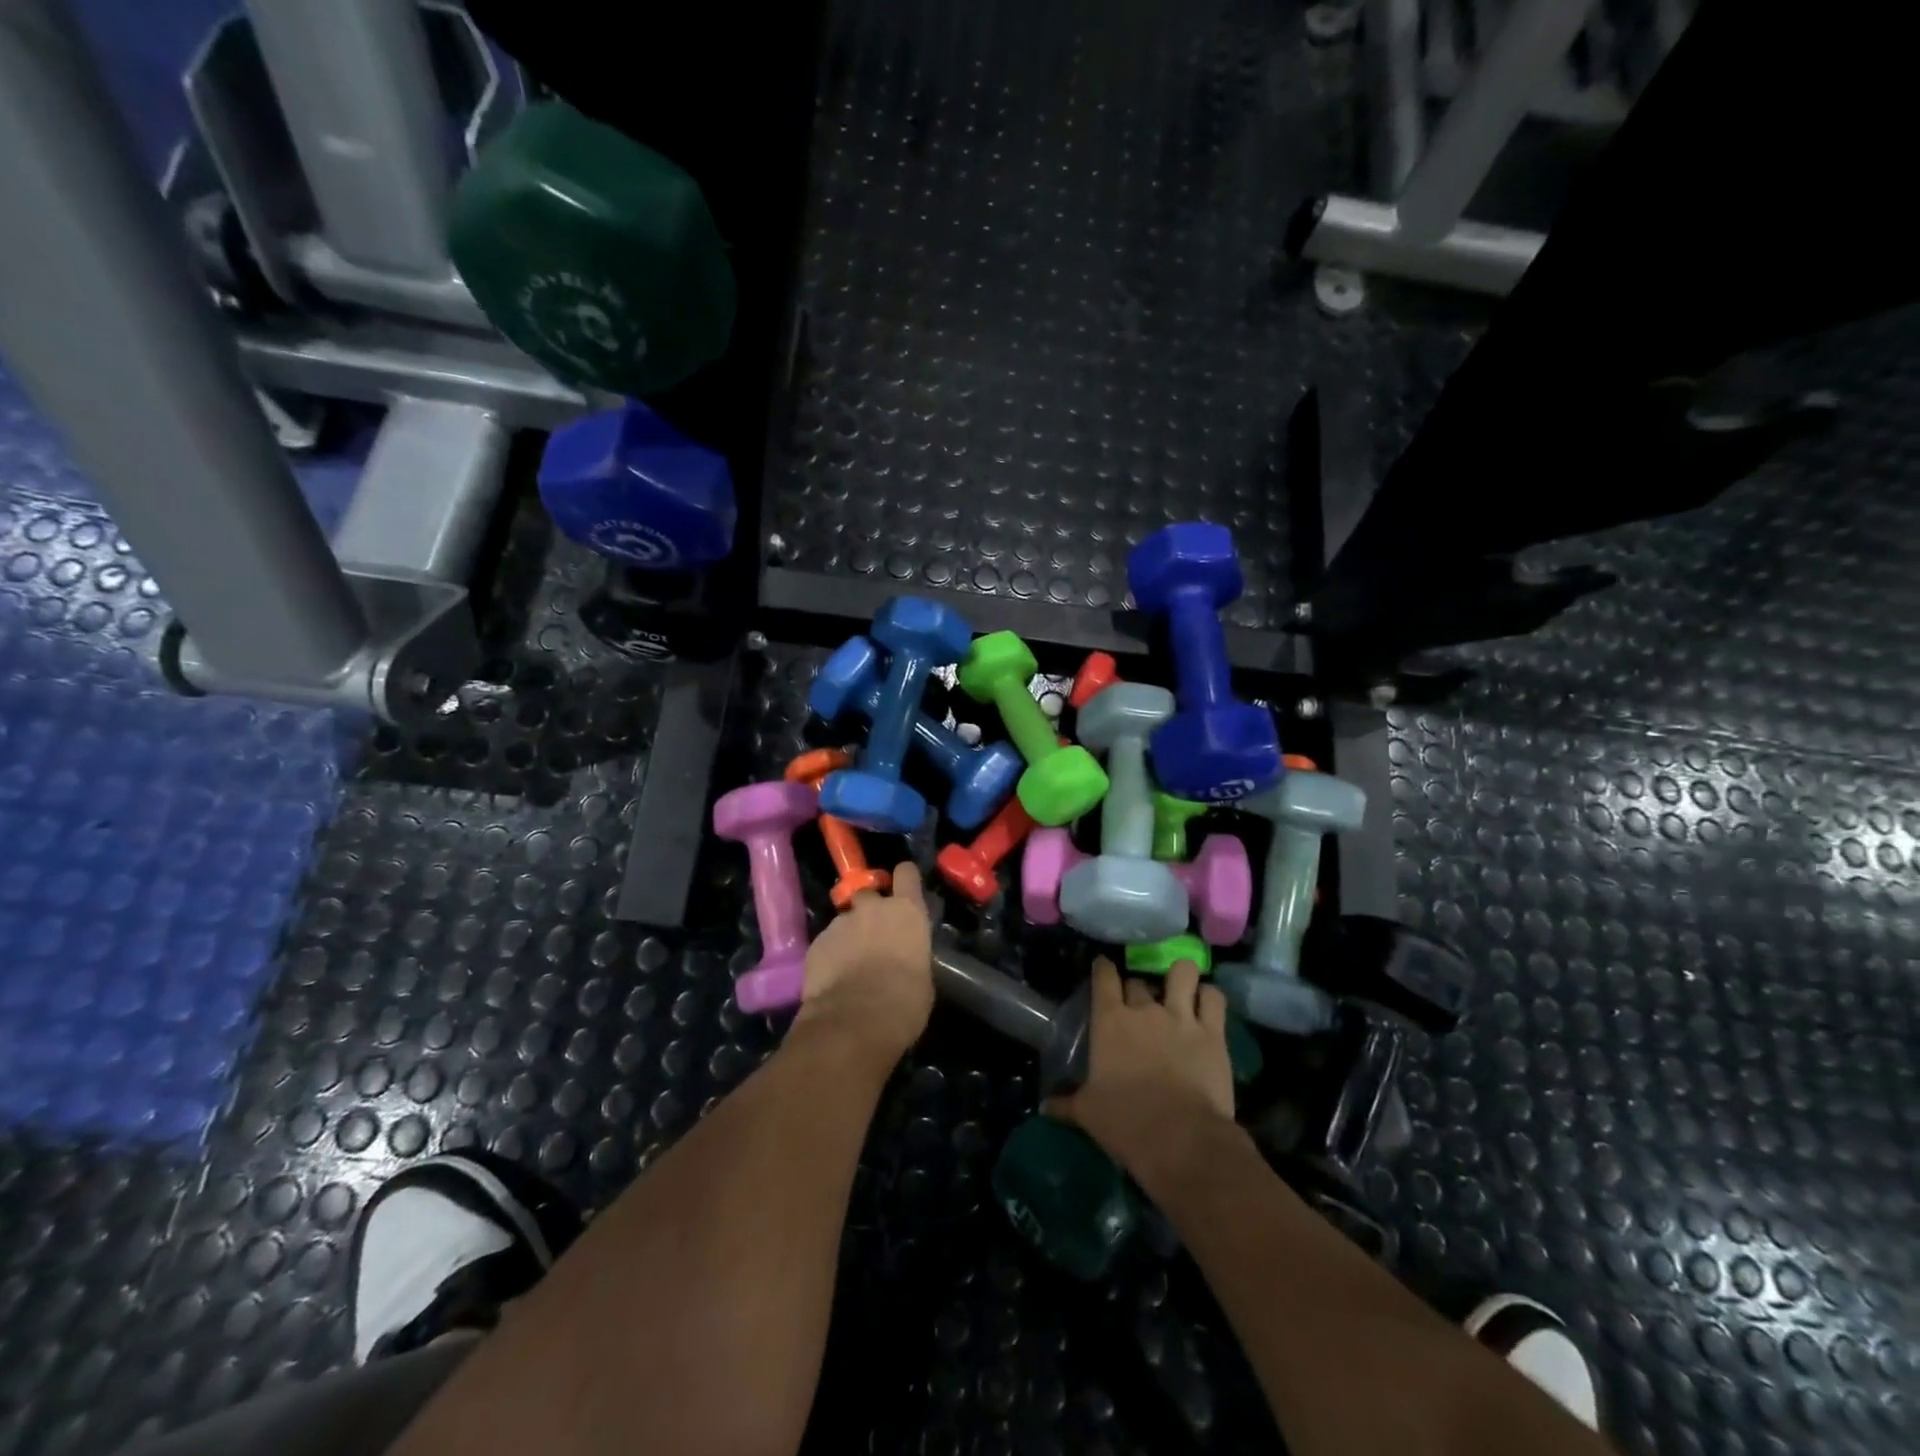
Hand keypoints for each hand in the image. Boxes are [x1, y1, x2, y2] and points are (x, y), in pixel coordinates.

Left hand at [793, 861, 933, 1060]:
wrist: (856, 1021)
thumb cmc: (905, 1001)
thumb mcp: (922, 975)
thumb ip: (911, 953)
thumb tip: (904, 957)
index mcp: (906, 911)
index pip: (907, 873)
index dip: (904, 879)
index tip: (903, 889)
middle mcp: (872, 908)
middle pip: (869, 894)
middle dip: (869, 909)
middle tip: (872, 934)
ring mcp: (840, 923)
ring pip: (845, 920)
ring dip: (849, 935)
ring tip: (850, 963)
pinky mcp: (816, 943)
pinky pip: (826, 942)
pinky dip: (830, 954)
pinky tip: (833, 978)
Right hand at [1046, 958, 1235, 1179]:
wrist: (1181, 1139)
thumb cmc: (1126, 1122)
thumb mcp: (1088, 1113)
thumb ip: (1067, 1103)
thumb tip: (1046, 1106)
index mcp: (1110, 1021)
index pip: (1104, 977)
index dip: (1103, 968)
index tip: (1103, 968)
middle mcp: (1145, 1010)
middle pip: (1139, 982)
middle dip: (1137, 989)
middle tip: (1138, 1005)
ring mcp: (1182, 1017)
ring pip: (1182, 973)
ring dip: (1180, 976)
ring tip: (1181, 987)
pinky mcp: (1213, 1033)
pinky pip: (1214, 998)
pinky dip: (1210, 997)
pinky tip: (1207, 1004)